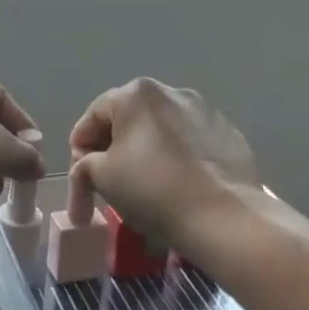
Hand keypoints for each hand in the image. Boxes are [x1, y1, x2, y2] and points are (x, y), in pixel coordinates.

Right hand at [69, 78, 261, 249]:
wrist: (224, 217)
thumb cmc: (153, 190)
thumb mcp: (102, 177)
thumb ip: (85, 164)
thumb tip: (90, 166)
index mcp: (136, 94)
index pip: (93, 116)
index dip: (79, 148)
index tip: (80, 177)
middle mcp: (172, 92)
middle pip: (128, 120)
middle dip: (113, 150)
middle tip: (106, 183)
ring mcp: (205, 111)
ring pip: (161, 131)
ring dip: (145, 154)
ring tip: (143, 187)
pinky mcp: (229, 134)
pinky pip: (190, 144)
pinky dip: (177, 160)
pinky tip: (177, 187)